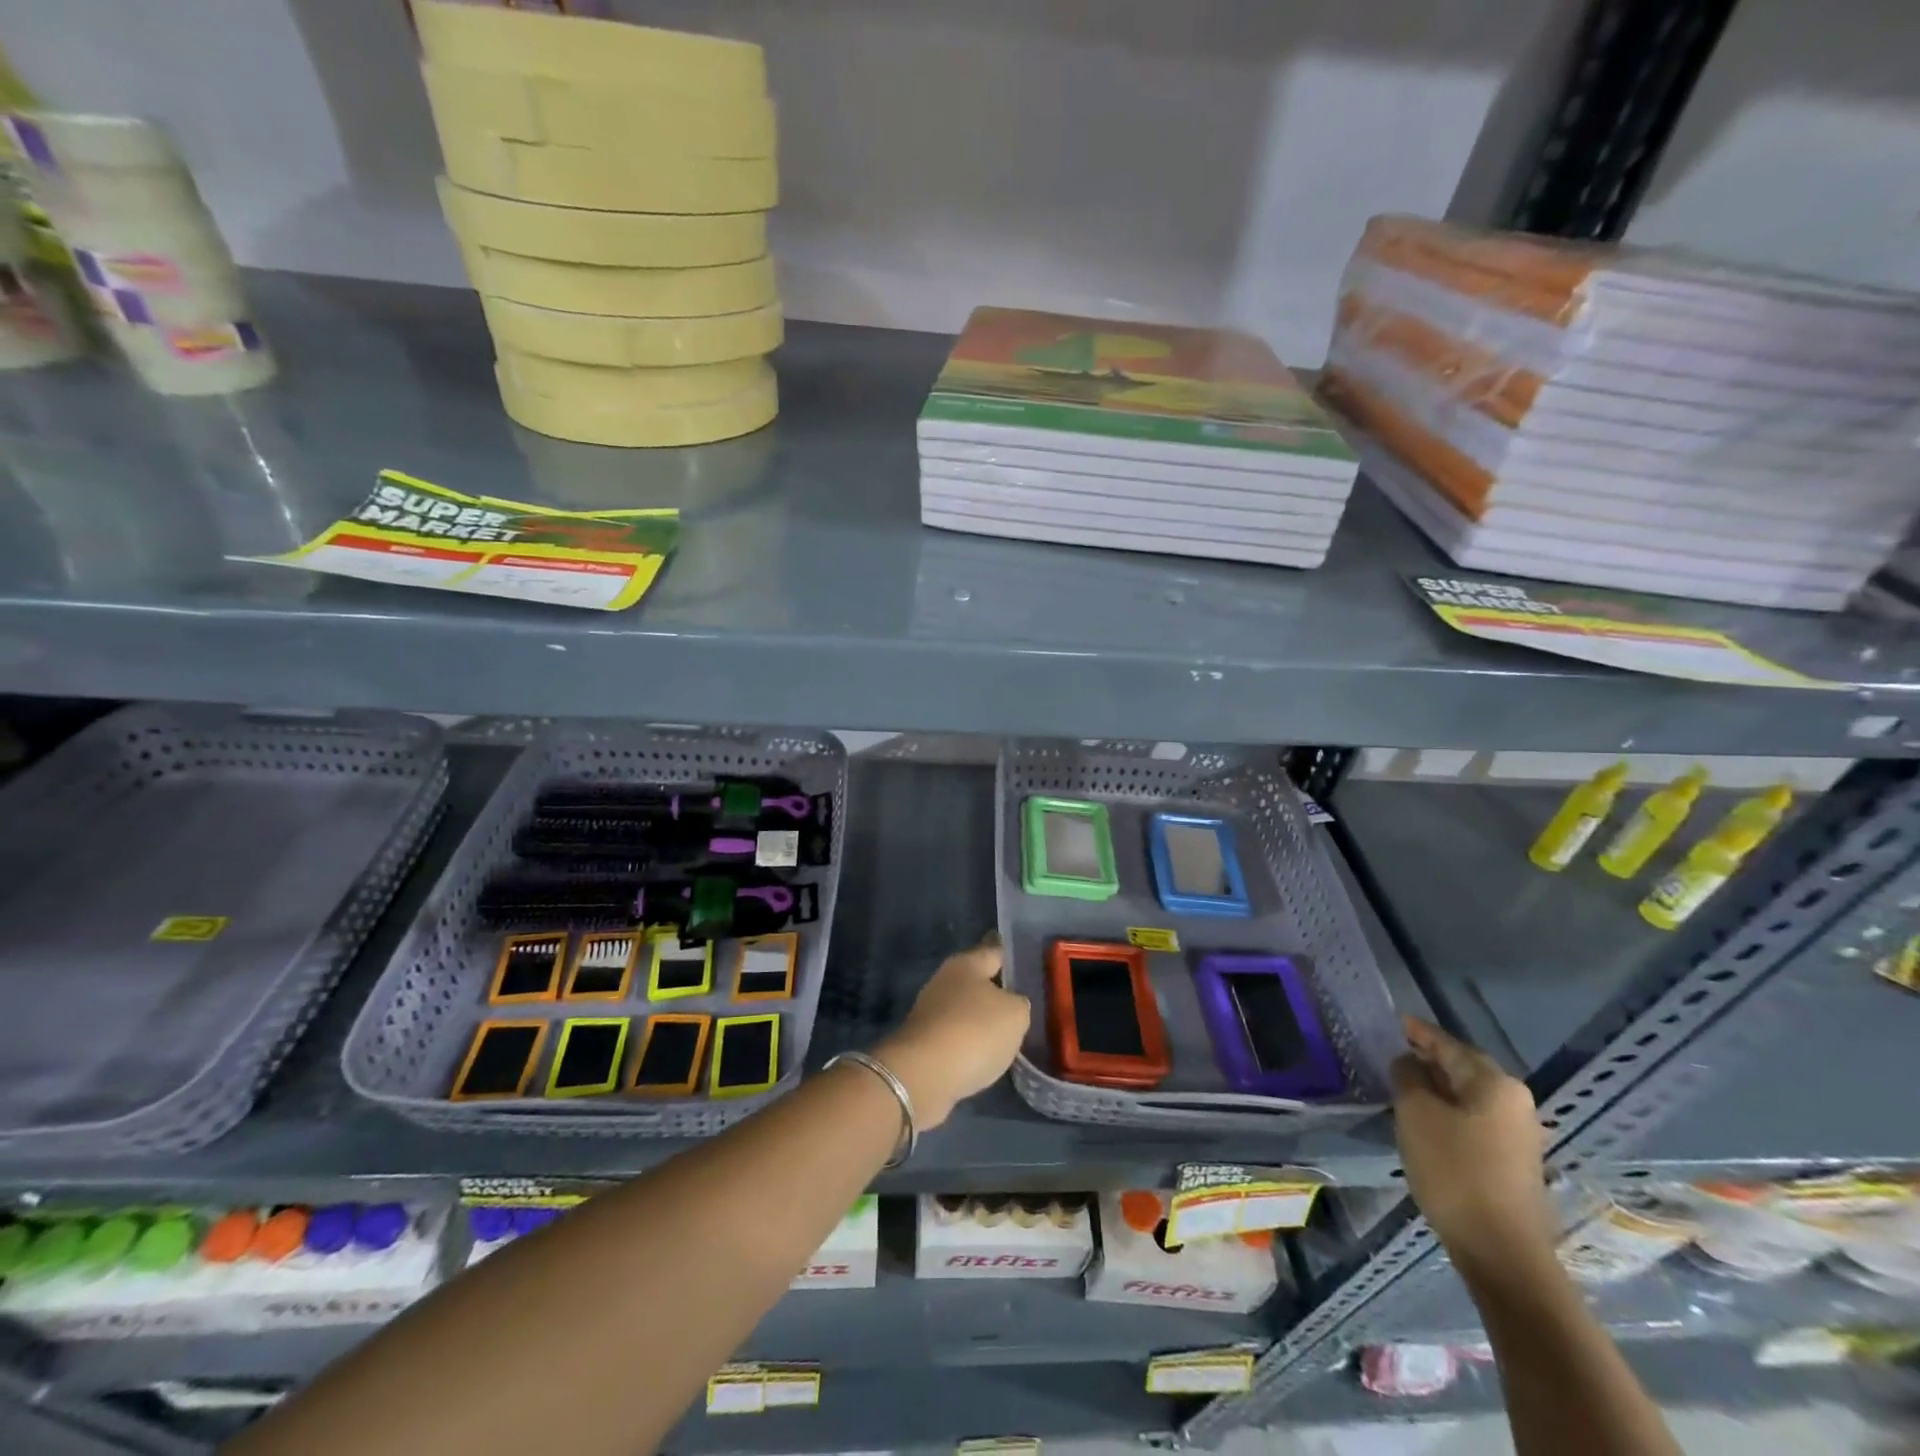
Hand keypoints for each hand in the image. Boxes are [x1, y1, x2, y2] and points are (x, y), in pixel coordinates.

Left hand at [873, 936, 1030, 1129]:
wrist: (924, 1075)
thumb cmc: (974, 1031)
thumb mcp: (1015, 1014)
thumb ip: (1019, 1004)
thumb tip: (1011, 1006)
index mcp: (966, 963)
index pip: (995, 951)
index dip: (1013, 957)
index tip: (1028, 962)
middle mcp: (944, 981)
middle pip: (978, 982)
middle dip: (998, 992)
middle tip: (1025, 1003)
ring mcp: (931, 1012)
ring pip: (967, 1011)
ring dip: (983, 1021)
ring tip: (1010, 1034)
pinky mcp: (924, 1043)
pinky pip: (957, 1037)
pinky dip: (971, 1045)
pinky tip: (988, 1056)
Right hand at [1392, 1016, 1554, 1274]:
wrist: (1500, 1249)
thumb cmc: (1454, 1169)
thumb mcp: (1416, 1113)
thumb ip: (1408, 1076)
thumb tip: (1409, 1063)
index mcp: (1493, 1082)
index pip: (1448, 1044)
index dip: (1418, 1032)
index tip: (1395, 1022)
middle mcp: (1514, 1100)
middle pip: (1463, 1067)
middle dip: (1429, 1059)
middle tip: (1394, 1052)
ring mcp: (1518, 1133)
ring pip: (1469, 1095)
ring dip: (1438, 1087)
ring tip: (1404, 1084)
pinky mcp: (1514, 1160)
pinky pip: (1475, 1119)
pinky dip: (1449, 1111)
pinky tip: (1426, 1120)